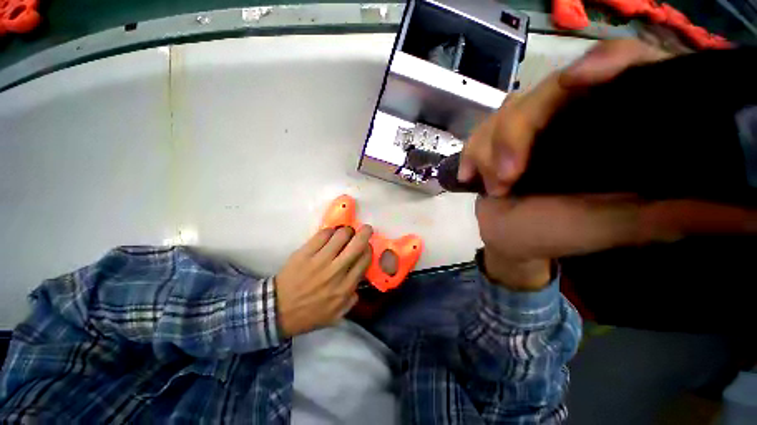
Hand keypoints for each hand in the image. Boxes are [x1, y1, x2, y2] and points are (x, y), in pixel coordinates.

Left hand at [276, 226, 372, 336]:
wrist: (277, 311)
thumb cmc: (309, 313)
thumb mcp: (336, 315)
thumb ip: (352, 299)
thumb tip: (360, 281)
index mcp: (345, 287)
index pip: (365, 259)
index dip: (369, 249)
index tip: (367, 246)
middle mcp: (336, 271)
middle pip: (357, 244)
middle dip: (365, 232)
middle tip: (366, 229)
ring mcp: (320, 261)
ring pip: (341, 235)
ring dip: (347, 231)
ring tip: (345, 233)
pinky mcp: (305, 253)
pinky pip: (322, 234)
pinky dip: (329, 231)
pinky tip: (329, 235)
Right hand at [468, 39, 756, 288]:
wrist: (509, 238)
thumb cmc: (561, 233)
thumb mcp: (624, 224)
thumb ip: (685, 211)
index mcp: (606, 128)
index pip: (615, 69)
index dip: (603, 63)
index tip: (580, 79)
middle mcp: (566, 118)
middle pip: (544, 92)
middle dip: (517, 133)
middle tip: (508, 176)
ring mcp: (524, 129)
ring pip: (502, 115)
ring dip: (489, 151)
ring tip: (492, 185)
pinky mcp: (493, 143)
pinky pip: (478, 134)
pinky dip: (470, 154)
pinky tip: (469, 176)